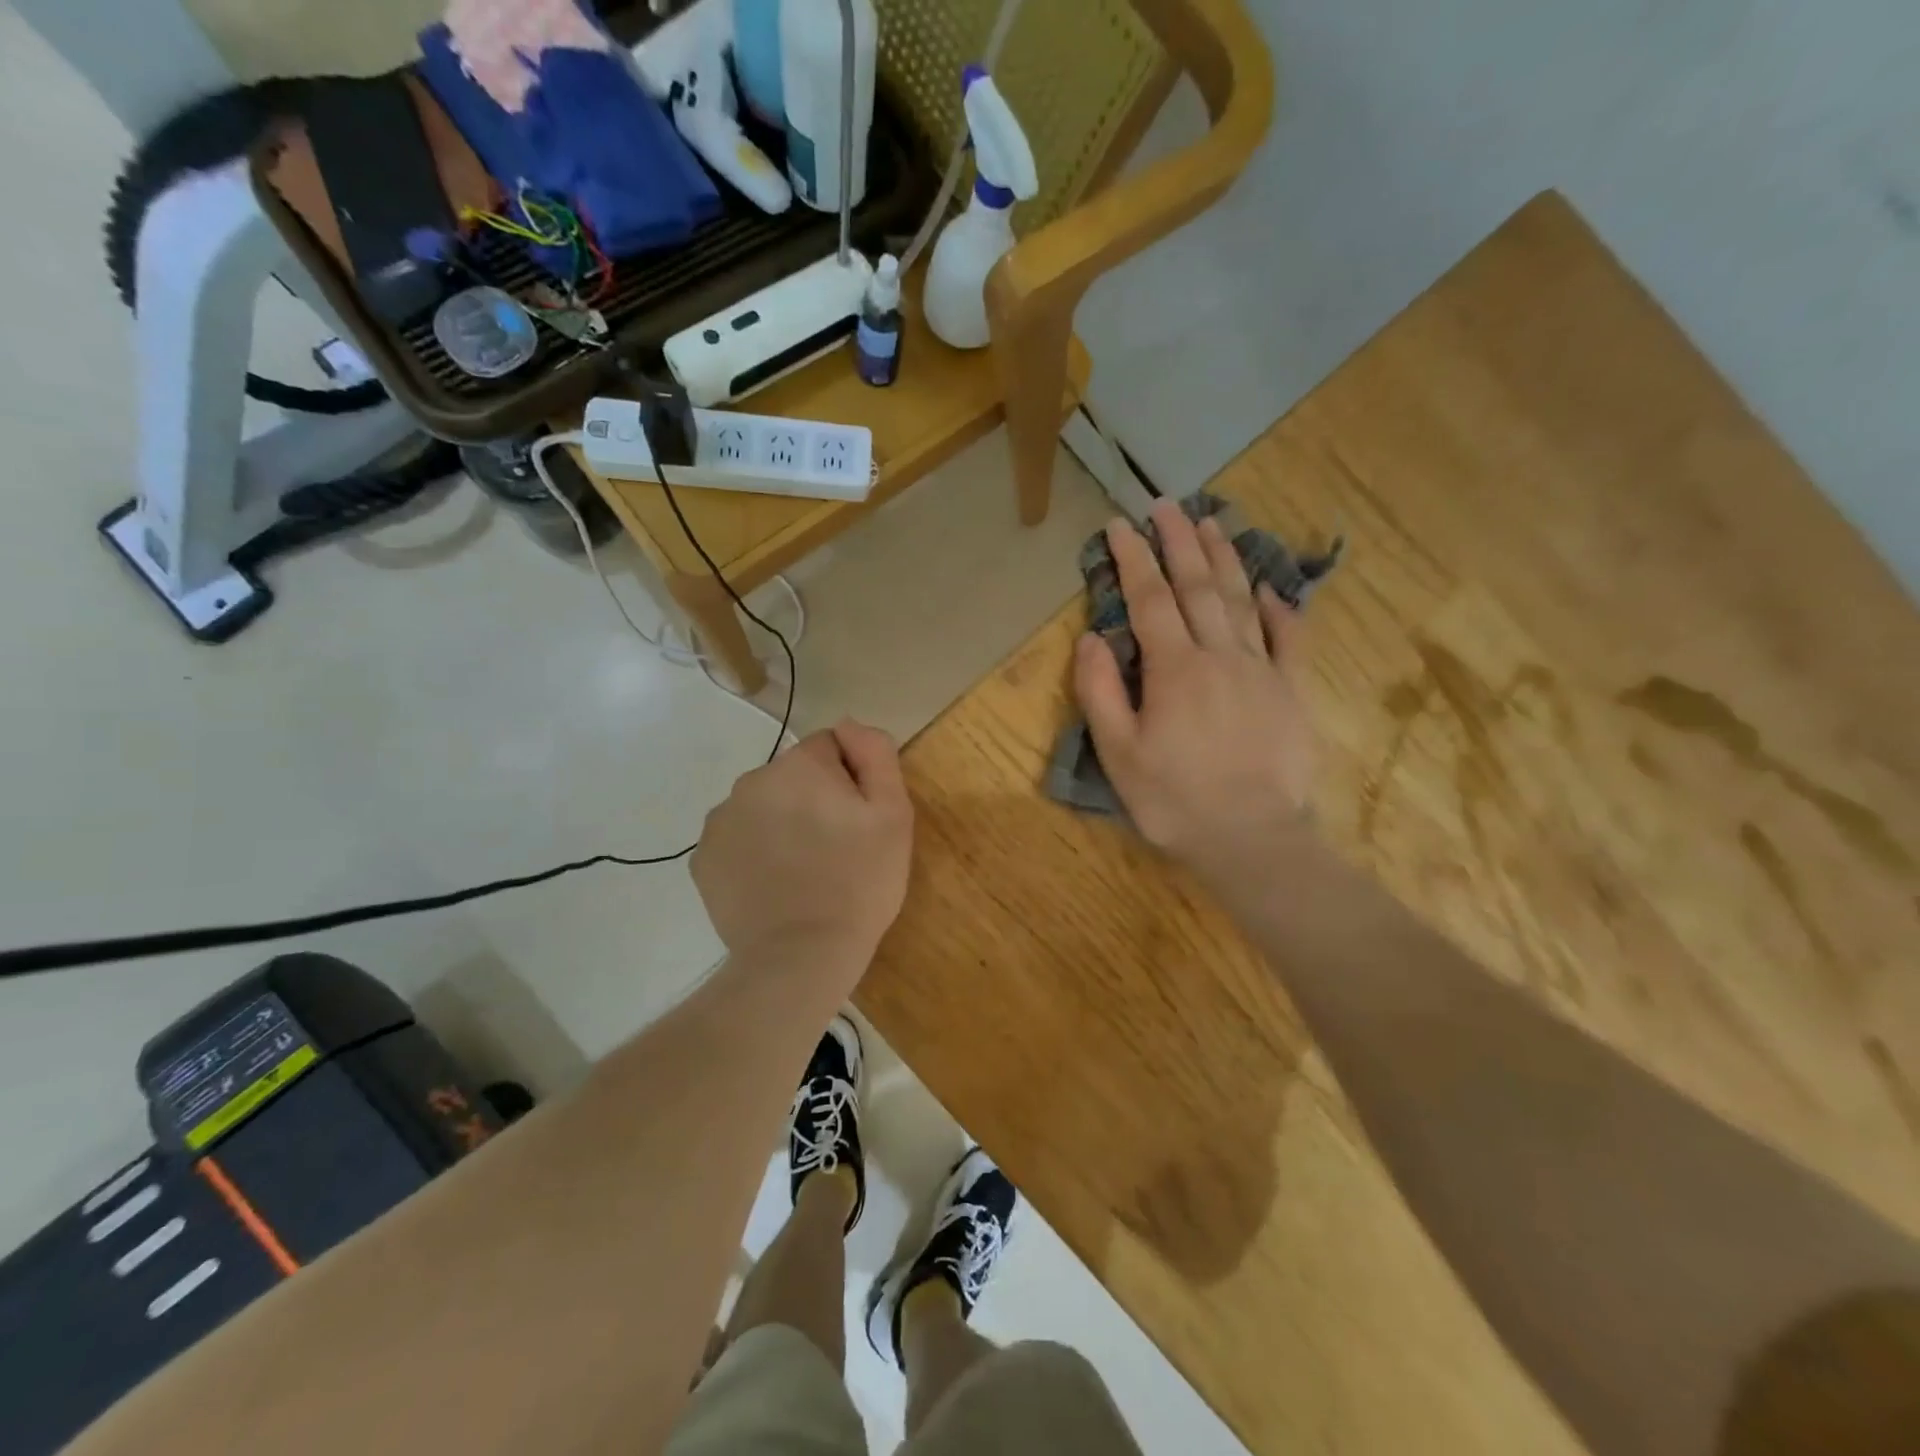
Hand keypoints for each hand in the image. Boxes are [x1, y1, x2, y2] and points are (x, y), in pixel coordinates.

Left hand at [692, 720, 913, 970]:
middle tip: (835, 849)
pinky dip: (754, 853)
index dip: (851, 780)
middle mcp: (752, 780)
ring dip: (781, 824)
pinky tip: (774, 885)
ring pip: (763, 806)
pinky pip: (738, 840)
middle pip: (793, 776)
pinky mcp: (703, 858)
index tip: (858, 820)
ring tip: (803, 871)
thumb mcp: (893, 814)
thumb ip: (875, 754)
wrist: (801, 957)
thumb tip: (849, 724)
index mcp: (799, 765)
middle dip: (813, 799)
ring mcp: (721, 820)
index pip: (831, 748)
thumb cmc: (859, 883)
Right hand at [1073, 500, 1314, 892]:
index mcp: (1174, 669)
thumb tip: (1092, 637)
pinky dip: (1280, 608)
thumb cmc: (1174, 800)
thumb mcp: (1119, 753)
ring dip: (1225, 559)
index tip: (1120, 526)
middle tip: (1168, 506)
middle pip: (1198, 586)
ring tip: (1213, 522)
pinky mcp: (1292, 691)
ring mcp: (1262, 670)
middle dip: (1181, 542)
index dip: (1133, 559)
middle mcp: (1220, 655)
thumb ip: (1101, 692)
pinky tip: (1269, 588)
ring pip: (1242, 600)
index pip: (1149, 600)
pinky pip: (1290, 638)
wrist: (1252, 839)